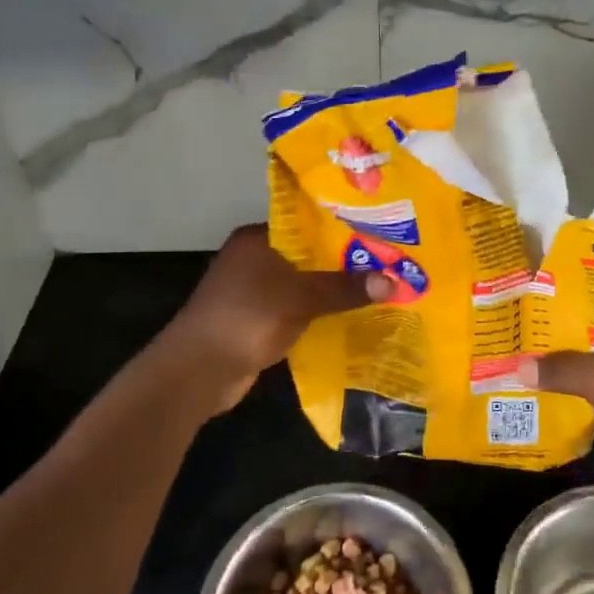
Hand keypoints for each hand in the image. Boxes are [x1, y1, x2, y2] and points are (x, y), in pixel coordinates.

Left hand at [163, 225, 392, 411]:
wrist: (199, 370)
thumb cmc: (248, 318)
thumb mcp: (301, 298)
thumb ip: (345, 287)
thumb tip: (394, 281)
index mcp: (258, 238)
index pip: (306, 222)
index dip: (342, 226)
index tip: (378, 231)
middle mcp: (254, 258)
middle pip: (307, 254)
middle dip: (344, 261)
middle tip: (388, 262)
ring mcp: (253, 291)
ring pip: (302, 284)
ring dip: (332, 290)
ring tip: (378, 287)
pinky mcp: (256, 320)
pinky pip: (296, 309)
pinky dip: (318, 313)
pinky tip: (350, 317)